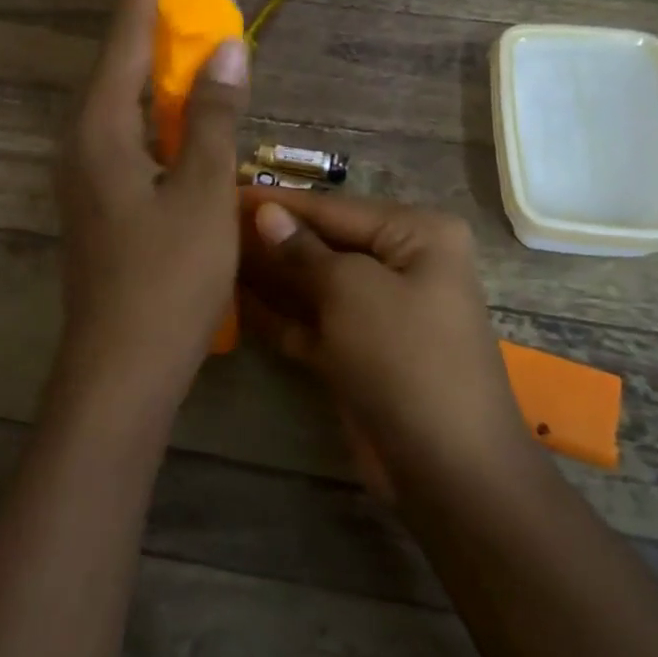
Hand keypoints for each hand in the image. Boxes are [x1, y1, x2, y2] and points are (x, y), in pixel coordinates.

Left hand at [52, 0, 248, 419]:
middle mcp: (82, 143)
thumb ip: (213, 117)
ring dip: (156, 68)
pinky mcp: (100, 203)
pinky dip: (158, 113)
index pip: (125, 38)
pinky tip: (184, 115)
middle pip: (118, 65)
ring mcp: (86, 176)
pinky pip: (129, 137)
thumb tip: (227, 48)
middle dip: (150, 20)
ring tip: (192, 36)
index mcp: (100, 130)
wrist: (122, 367)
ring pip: (123, 104)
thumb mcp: (203, 194)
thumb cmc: (167, 279)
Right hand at [238, 191, 528, 491]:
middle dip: (273, 240)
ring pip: (317, 285)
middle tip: (212, 228)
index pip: (336, 208)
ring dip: (272, 276)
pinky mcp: (362, 352)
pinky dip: (281, 316)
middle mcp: (404, 265)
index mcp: (418, 235)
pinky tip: (235, 303)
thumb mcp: (352, 291)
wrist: (446, 465)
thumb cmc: (405, 357)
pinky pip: (315, 323)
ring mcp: (383, 312)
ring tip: (214, 259)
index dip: (280, 203)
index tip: (227, 191)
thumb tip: (266, 213)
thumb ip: (304, 251)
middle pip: (326, 244)